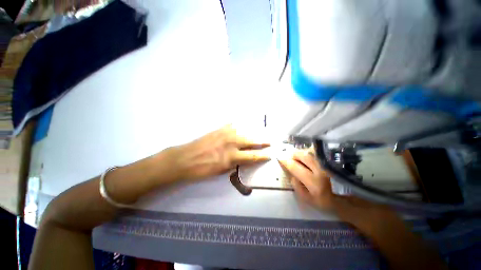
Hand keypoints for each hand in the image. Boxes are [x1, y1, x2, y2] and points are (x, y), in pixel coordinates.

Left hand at [172, 125, 270, 180]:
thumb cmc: (202, 169)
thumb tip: (244, 159)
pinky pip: (233, 125)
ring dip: (253, 132)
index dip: (262, 156)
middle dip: (262, 141)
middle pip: (251, 141)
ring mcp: (225, 134)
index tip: (269, 154)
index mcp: (232, 157)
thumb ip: (235, 163)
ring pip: (244, 131)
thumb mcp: (221, 171)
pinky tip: (243, 125)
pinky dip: (240, 125)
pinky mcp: (219, 129)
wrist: (185, 159)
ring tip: (260, 132)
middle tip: (270, 141)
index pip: (252, 156)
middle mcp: (231, 143)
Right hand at [278, 150, 337, 210]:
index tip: (279, 158)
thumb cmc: (325, 200)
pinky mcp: (333, 159)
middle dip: (293, 155)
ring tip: (301, 159)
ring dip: (302, 153)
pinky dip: (311, 152)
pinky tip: (311, 157)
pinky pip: (317, 151)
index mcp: (314, 182)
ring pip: (309, 151)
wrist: (348, 197)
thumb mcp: (308, 199)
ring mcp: (328, 163)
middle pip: (302, 155)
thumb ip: (297, 187)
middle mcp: (321, 170)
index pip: (294, 166)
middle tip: (292, 159)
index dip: (285, 161)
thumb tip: (291, 174)